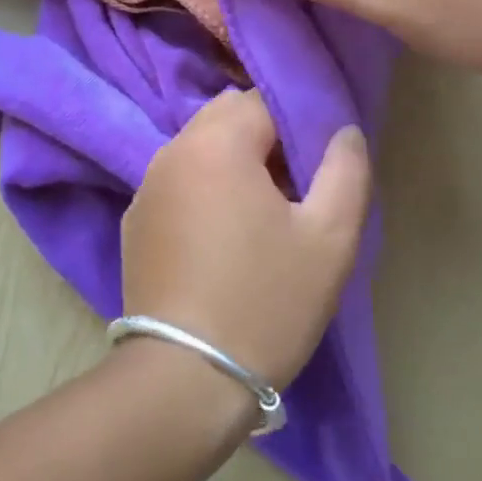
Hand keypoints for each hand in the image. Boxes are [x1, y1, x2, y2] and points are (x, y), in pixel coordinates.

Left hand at [121, 90, 369, 388]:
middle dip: (264, 137)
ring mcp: (146, 187)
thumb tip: (344, 131)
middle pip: (226, 117)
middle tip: (294, 189)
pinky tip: (222, 240)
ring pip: (200, 148)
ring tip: (261, 216)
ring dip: (233, 163)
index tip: (317, 166)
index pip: (263, 100)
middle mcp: (172, 151)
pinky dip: (204, 189)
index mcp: (216, 143)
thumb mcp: (330, 238)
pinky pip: (178, 181)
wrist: (184, 380)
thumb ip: (346, 171)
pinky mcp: (135, 221)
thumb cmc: (266, 302)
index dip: (297, 124)